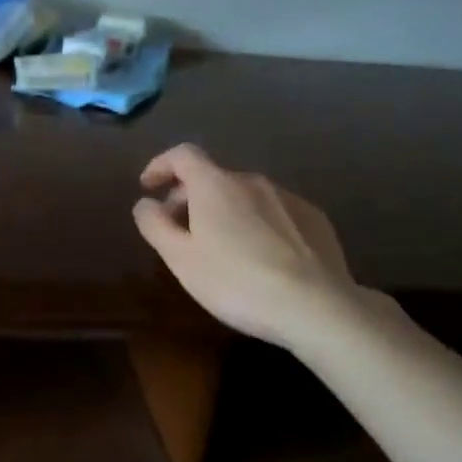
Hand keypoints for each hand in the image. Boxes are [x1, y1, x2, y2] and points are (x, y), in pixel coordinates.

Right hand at [132, 143, 363, 346]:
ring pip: (244, 196)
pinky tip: (261, 257)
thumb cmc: (236, 281)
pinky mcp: (316, 220)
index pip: (182, 155)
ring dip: (224, 211)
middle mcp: (252, 181)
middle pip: (212, 177)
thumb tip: (145, 203)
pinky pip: (274, 212)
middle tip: (178, 229)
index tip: (148, 186)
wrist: (316, 306)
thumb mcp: (181, 259)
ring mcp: (288, 198)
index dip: (161, 165)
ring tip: (220, 247)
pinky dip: (257, 223)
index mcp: (215, 184)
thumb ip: (155, 225)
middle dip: (189, 197)